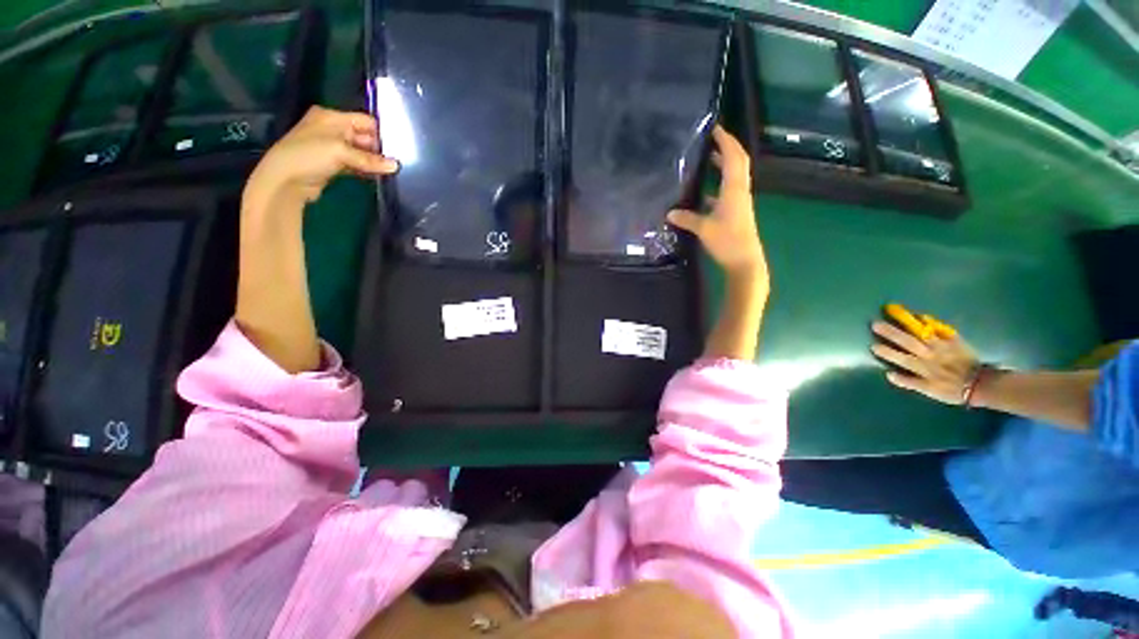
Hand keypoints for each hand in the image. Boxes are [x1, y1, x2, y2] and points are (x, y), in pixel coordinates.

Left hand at [244, 106, 398, 210]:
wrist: (285, 179)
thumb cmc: (310, 155)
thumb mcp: (341, 152)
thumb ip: (370, 160)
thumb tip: (395, 166)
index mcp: (331, 117)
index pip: (365, 121)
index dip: (381, 134)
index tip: (398, 149)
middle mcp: (332, 129)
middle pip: (364, 137)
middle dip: (379, 150)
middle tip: (397, 163)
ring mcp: (332, 147)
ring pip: (361, 152)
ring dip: (373, 162)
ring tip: (391, 171)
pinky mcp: (333, 164)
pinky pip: (355, 164)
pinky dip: (365, 169)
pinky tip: (378, 176)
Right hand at [667, 125, 766, 286]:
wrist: (744, 261)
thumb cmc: (728, 242)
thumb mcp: (704, 229)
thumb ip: (687, 218)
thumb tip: (669, 212)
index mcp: (734, 190)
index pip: (734, 158)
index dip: (726, 141)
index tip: (716, 127)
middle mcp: (739, 192)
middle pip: (737, 163)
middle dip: (727, 148)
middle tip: (711, 138)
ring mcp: (738, 202)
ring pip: (733, 177)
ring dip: (723, 165)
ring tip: (707, 158)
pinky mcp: (735, 212)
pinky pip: (727, 192)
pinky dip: (717, 186)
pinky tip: (703, 192)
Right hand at [870, 321, 980, 404]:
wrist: (981, 384)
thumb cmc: (951, 389)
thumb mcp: (929, 391)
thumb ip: (910, 382)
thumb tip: (889, 374)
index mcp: (922, 368)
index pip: (900, 359)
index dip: (887, 352)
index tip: (872, 345)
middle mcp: (929, 356)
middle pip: (907, 342)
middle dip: (891, 333)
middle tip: (875, 324)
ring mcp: (941, 347)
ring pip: (921, 333)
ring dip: (907, 323)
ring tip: (893, 311)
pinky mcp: (954, 341)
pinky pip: (941, 330)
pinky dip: (931, 323)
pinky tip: (921, 315)